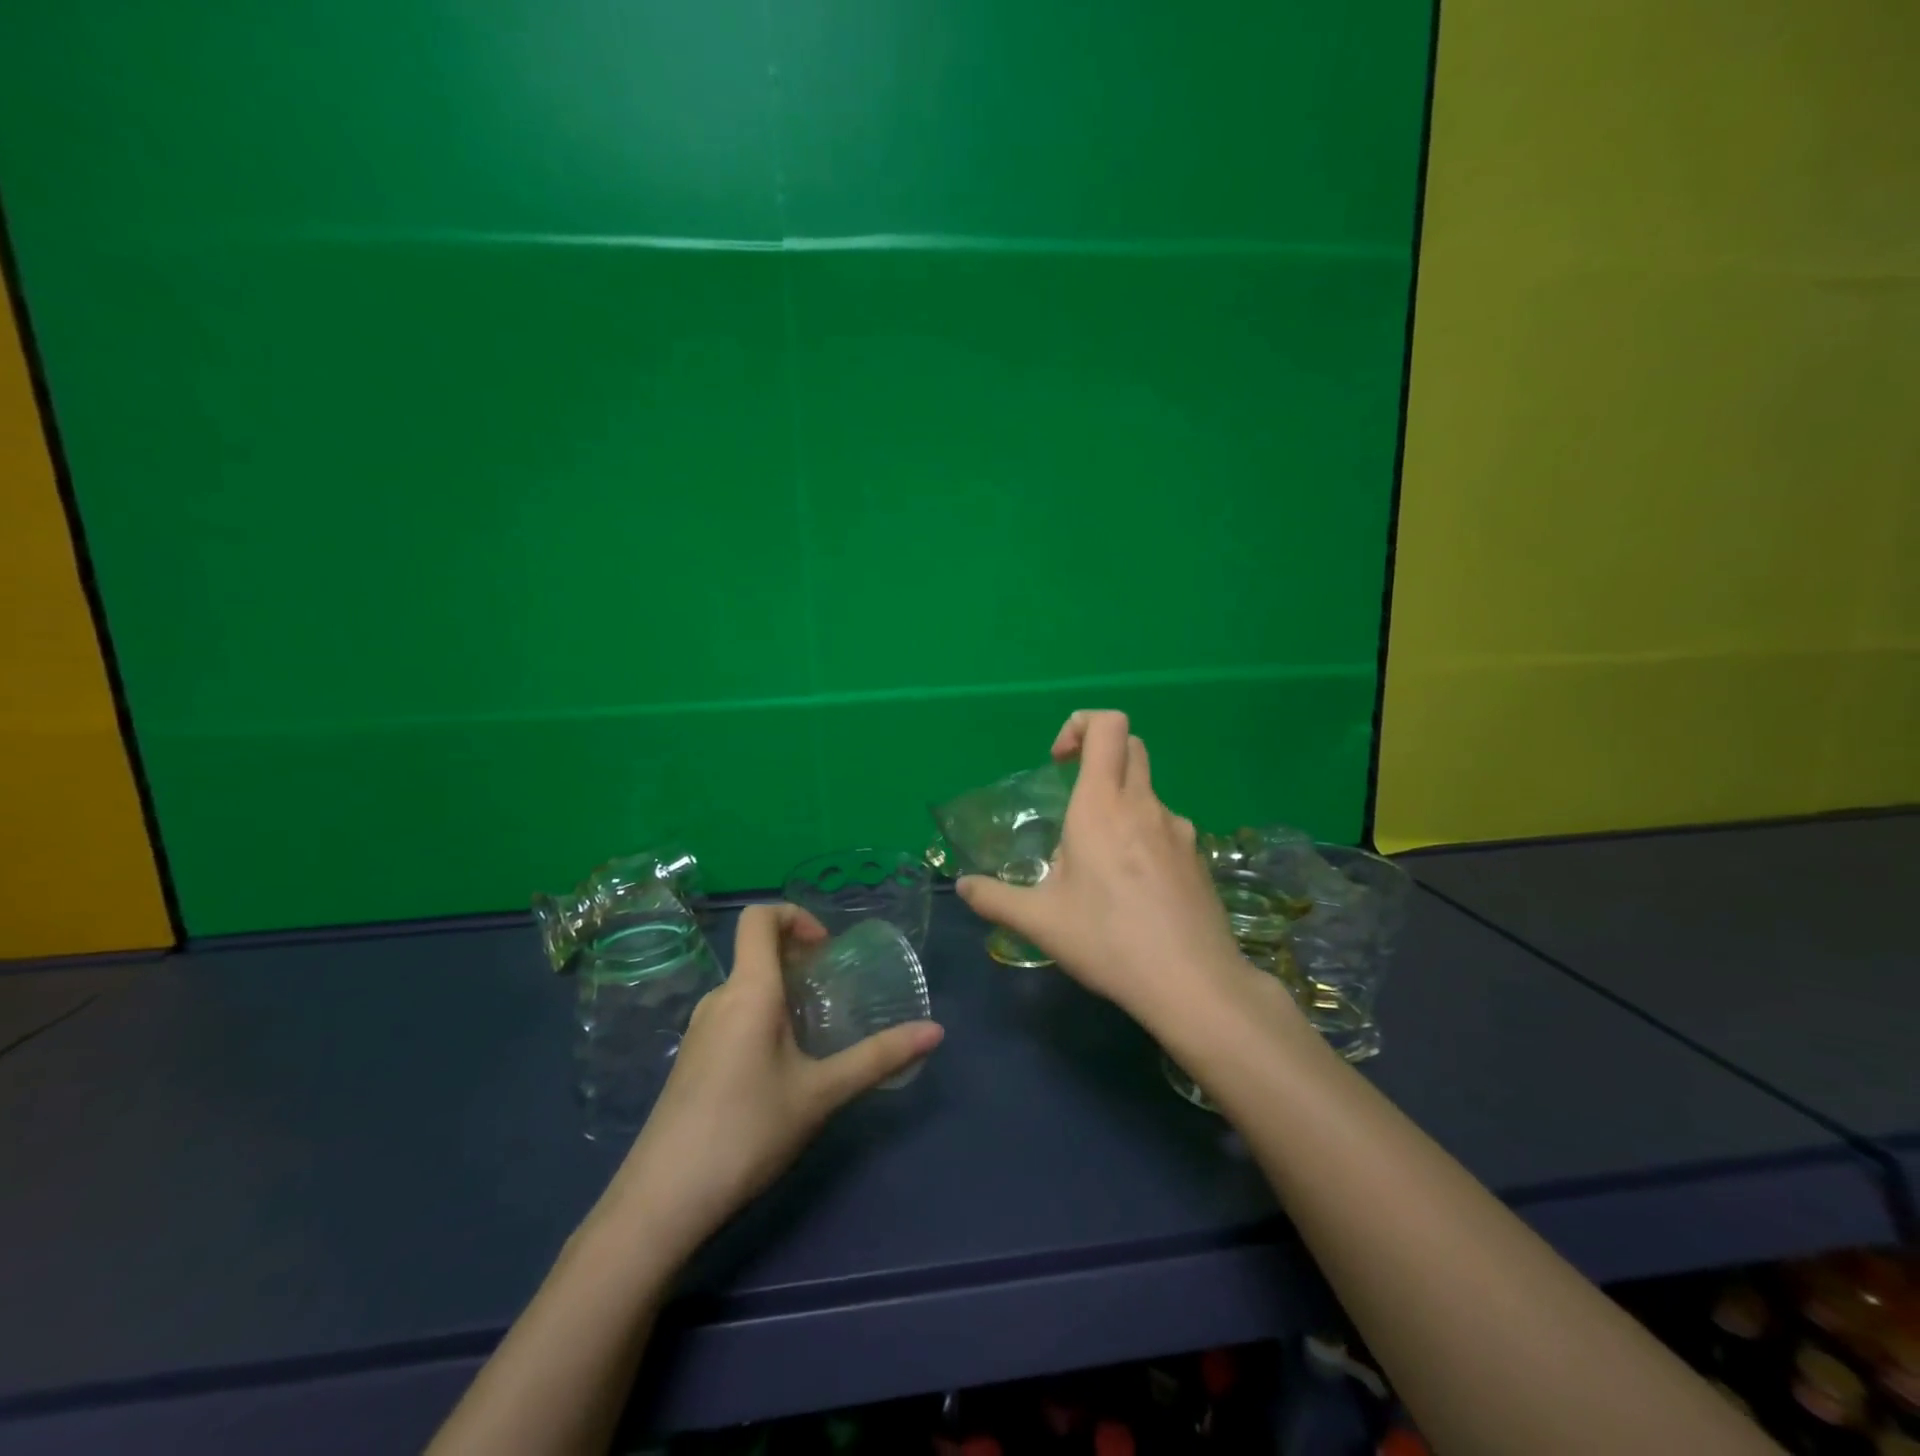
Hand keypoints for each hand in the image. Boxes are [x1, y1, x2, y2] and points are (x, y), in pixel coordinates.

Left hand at [602, 904, 942, 1261]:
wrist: (661, 1202)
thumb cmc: (747, 1131)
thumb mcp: (821, 1093)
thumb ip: (878, 1058)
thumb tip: (936, 1032)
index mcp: (748, 989)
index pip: (759, 916)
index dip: (795, 916)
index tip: (826, 950)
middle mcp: (718, 998)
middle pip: (756, 951)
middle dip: (799, 959)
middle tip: (835, 994)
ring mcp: (699, 1030)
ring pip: (746, 987)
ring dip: (782, 992)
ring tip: (815, 1032)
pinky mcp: (692, 1060)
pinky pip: (733, 1015)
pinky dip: (763, 1018)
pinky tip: (781, 1068)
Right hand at [957, 710, 1254, 1029]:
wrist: (1193, 983)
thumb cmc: (1108, 940)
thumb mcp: (1040, 921)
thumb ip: (995, 898)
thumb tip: (963, 886)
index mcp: (1102, 805)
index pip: (1107, 725)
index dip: (1081, 725)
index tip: (1059, 761)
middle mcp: (1144, 805)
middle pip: (1131, 746)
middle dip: (1100, 754)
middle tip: (1074, 798)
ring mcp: (1179, 829)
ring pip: (1147, 793)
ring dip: (1120, 805)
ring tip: (1098, 865)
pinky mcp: (1198, 857)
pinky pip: (1165, 828)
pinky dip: (1142, 838)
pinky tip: (1132, 890)